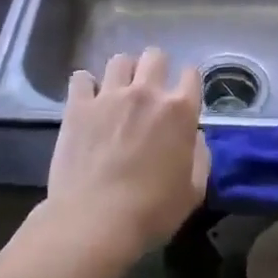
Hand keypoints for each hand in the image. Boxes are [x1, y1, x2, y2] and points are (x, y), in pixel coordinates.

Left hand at [45, 47, 208, 262]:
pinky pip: (80, 78)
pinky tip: (87, 100)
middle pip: (155, 56)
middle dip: (156, 68)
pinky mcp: (78, 106)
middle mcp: (146, 93)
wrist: (95, 221)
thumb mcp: (193, 192)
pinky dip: (85, 86)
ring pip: (119, 60)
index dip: (189, 82)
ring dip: (123, 73)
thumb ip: (200, 157)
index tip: (183, 95)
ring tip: (118, 92)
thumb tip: (195, 136)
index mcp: (179, 111)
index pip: (192, 74)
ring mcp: (109, 96)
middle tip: (150, 91)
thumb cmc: (151, 212)